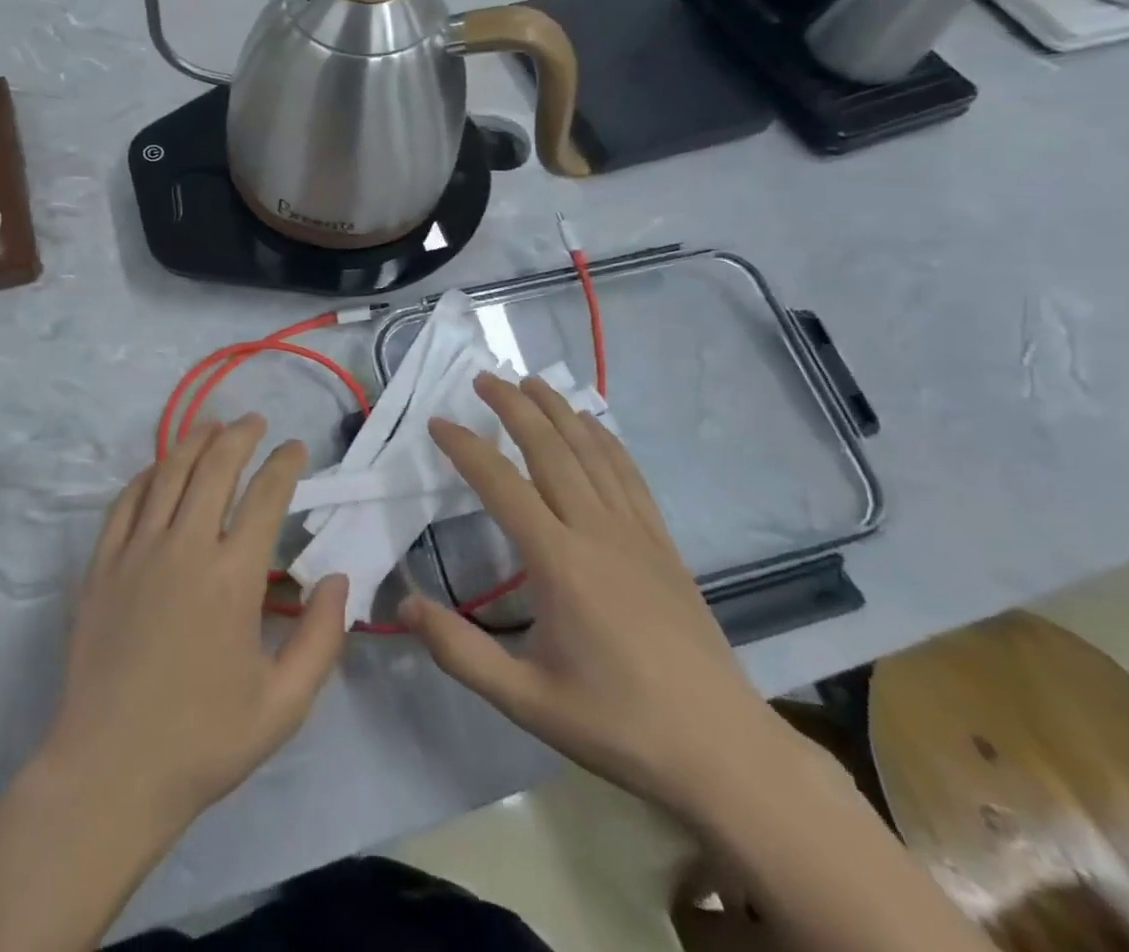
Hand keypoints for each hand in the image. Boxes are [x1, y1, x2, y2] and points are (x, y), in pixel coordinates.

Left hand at [38, 416, 350, 840]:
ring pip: (169, 473)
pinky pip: (127, 502)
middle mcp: (185, 547)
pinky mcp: (102, 564)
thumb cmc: (203, 741)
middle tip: (255, 422)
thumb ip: (322, 639)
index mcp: (233, 577)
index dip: (284, 464)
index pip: (266, 496)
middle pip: (215, 467)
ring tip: (213, 426)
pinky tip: (160, 469)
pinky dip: (148, 475)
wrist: (110, 771)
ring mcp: (137, 551)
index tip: (295, 448)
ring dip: (194, 441)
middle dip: (239, 436)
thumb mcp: (283, 705)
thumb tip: (338, 579)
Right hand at [403, 374, 792, 823]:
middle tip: (483, 378)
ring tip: (530, 382)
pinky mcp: (662, 543)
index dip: (465, 448)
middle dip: (514, 407)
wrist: (724, 751)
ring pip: (591, 452)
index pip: (501, 485)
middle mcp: (596, 531)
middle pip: (550, 449)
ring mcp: (635, 532)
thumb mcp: (527, 701)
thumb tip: (404, 603)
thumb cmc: (618, 724)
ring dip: (558, 410)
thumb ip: (460, 652)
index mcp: (559, 562)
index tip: (437, 423)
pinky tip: (592, 424)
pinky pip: (628, 474)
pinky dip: (605, 439)